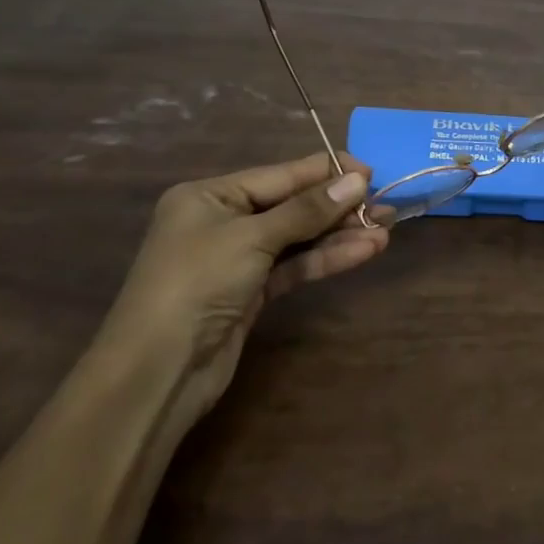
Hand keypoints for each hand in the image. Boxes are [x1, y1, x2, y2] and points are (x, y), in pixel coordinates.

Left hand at [101, 153, 388, 417]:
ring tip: (385, 229)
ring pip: (299, 237)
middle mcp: (224, 220)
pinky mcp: (252, 291)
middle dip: (339, 206)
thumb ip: (308, 209)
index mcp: (211, 195)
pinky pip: (295, 265)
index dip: (327, 172)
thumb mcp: (253, 238)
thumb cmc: (197, 284)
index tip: (371, 170)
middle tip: (386, 205)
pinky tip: (364, 252)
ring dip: (340, 234)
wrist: (157, 372)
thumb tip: (358, 179)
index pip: (281, 175)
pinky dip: (327, 259)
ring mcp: (238, 258)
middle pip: (293, 206)